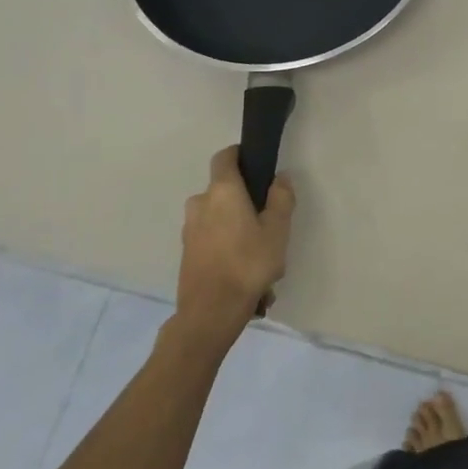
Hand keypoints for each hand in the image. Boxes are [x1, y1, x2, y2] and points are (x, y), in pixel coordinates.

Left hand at [175, 146, 294, 345]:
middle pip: (223, 191)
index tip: (257, 164)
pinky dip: (226, 248)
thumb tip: (280, 177)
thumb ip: (281, 198)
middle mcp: (200, 204)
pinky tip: (246, 275)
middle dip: (244, 202)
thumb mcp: (277, 230)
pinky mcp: (187, 254)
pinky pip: (211, 240)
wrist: (210, 313)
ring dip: (237, 230)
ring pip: (218, 218)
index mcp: (222, 191)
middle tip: (267, 224)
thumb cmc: (248, 264)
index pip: (224, 157)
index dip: (239, 155)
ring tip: (261, 259)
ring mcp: (190, 230)